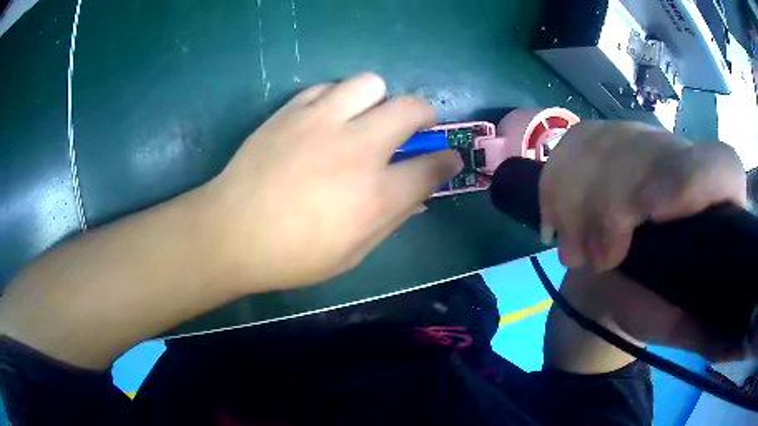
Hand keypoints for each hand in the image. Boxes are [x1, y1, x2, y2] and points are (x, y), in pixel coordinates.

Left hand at [205, 73, 461, 289]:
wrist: (232, 232)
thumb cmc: (292, 255)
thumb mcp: (351, 255)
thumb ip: (391, 221)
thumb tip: (418, 199)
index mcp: (376, 194)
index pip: (432, 166)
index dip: (447, 161)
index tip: (447, 159)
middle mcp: (357, 149)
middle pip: (411, 108)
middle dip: (424, 115)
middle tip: (414, 128)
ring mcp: (322, 122)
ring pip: (370, 83)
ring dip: (378, 99)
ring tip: (365, 119)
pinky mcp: (292, 110)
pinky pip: (328, 87)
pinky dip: (338, 99)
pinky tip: (327, 119)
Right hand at [540, 121, 747, 365]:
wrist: (610, 281)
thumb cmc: (650, 306)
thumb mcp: (679, 324)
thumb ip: (708, 333)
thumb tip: (733, 346)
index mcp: (713, 203)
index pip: (722, 166)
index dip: (692, 179)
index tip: (650, 212)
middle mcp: (683, 158)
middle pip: (649, 151)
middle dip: (613, 205)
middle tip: (598, 259)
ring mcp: (641, 140)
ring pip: (605, 143)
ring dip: (579, 200)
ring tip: (576, 251)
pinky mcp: (604, 137)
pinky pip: (574, 143)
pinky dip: (557, 183)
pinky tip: (557, 217)